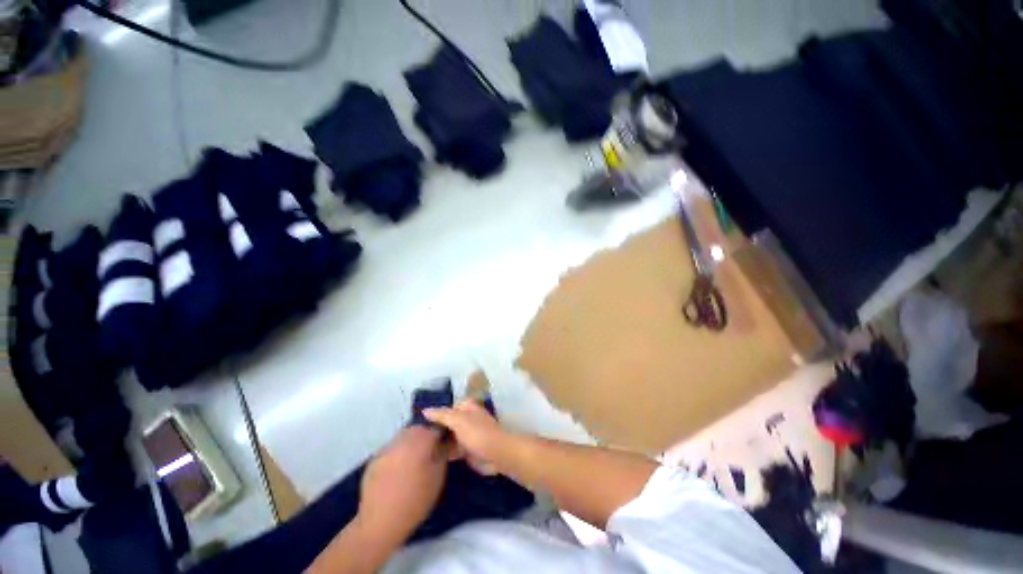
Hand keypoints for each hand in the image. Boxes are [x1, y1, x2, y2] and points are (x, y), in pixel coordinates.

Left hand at [357, 426, 447, 542]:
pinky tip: (398, 470)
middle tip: (429, 452)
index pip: (435, 427)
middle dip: (425, 436)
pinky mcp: (374, 459)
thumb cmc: (416, 500)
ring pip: (403, 437)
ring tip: (413, 461)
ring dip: (411, 443)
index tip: (444, 444)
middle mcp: (402, 439)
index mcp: (420, 441)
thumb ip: (442, 453)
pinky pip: (391, 449)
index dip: (442, 434)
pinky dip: (398, 453)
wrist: (381, 522)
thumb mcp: (438, 477)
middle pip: (418, 429)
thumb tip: (443, 442)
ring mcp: (386, 448)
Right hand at [424, 400, 513, 475]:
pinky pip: (453, 449)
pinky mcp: (467, 450)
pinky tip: (432, 458)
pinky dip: (445, 452)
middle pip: (448, 423)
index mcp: (467, 407)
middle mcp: (467, 418)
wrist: (496, 454)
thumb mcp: (458, 420)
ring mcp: (467, 435)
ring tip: (420, 449)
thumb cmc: (477, 432)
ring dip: (440, 442)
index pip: (448, 408)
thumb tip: (424, 410)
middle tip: (418, 438)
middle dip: (437, 429)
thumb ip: (441, 415)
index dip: (436, 414)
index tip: (421, 423)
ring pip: (450, 436)